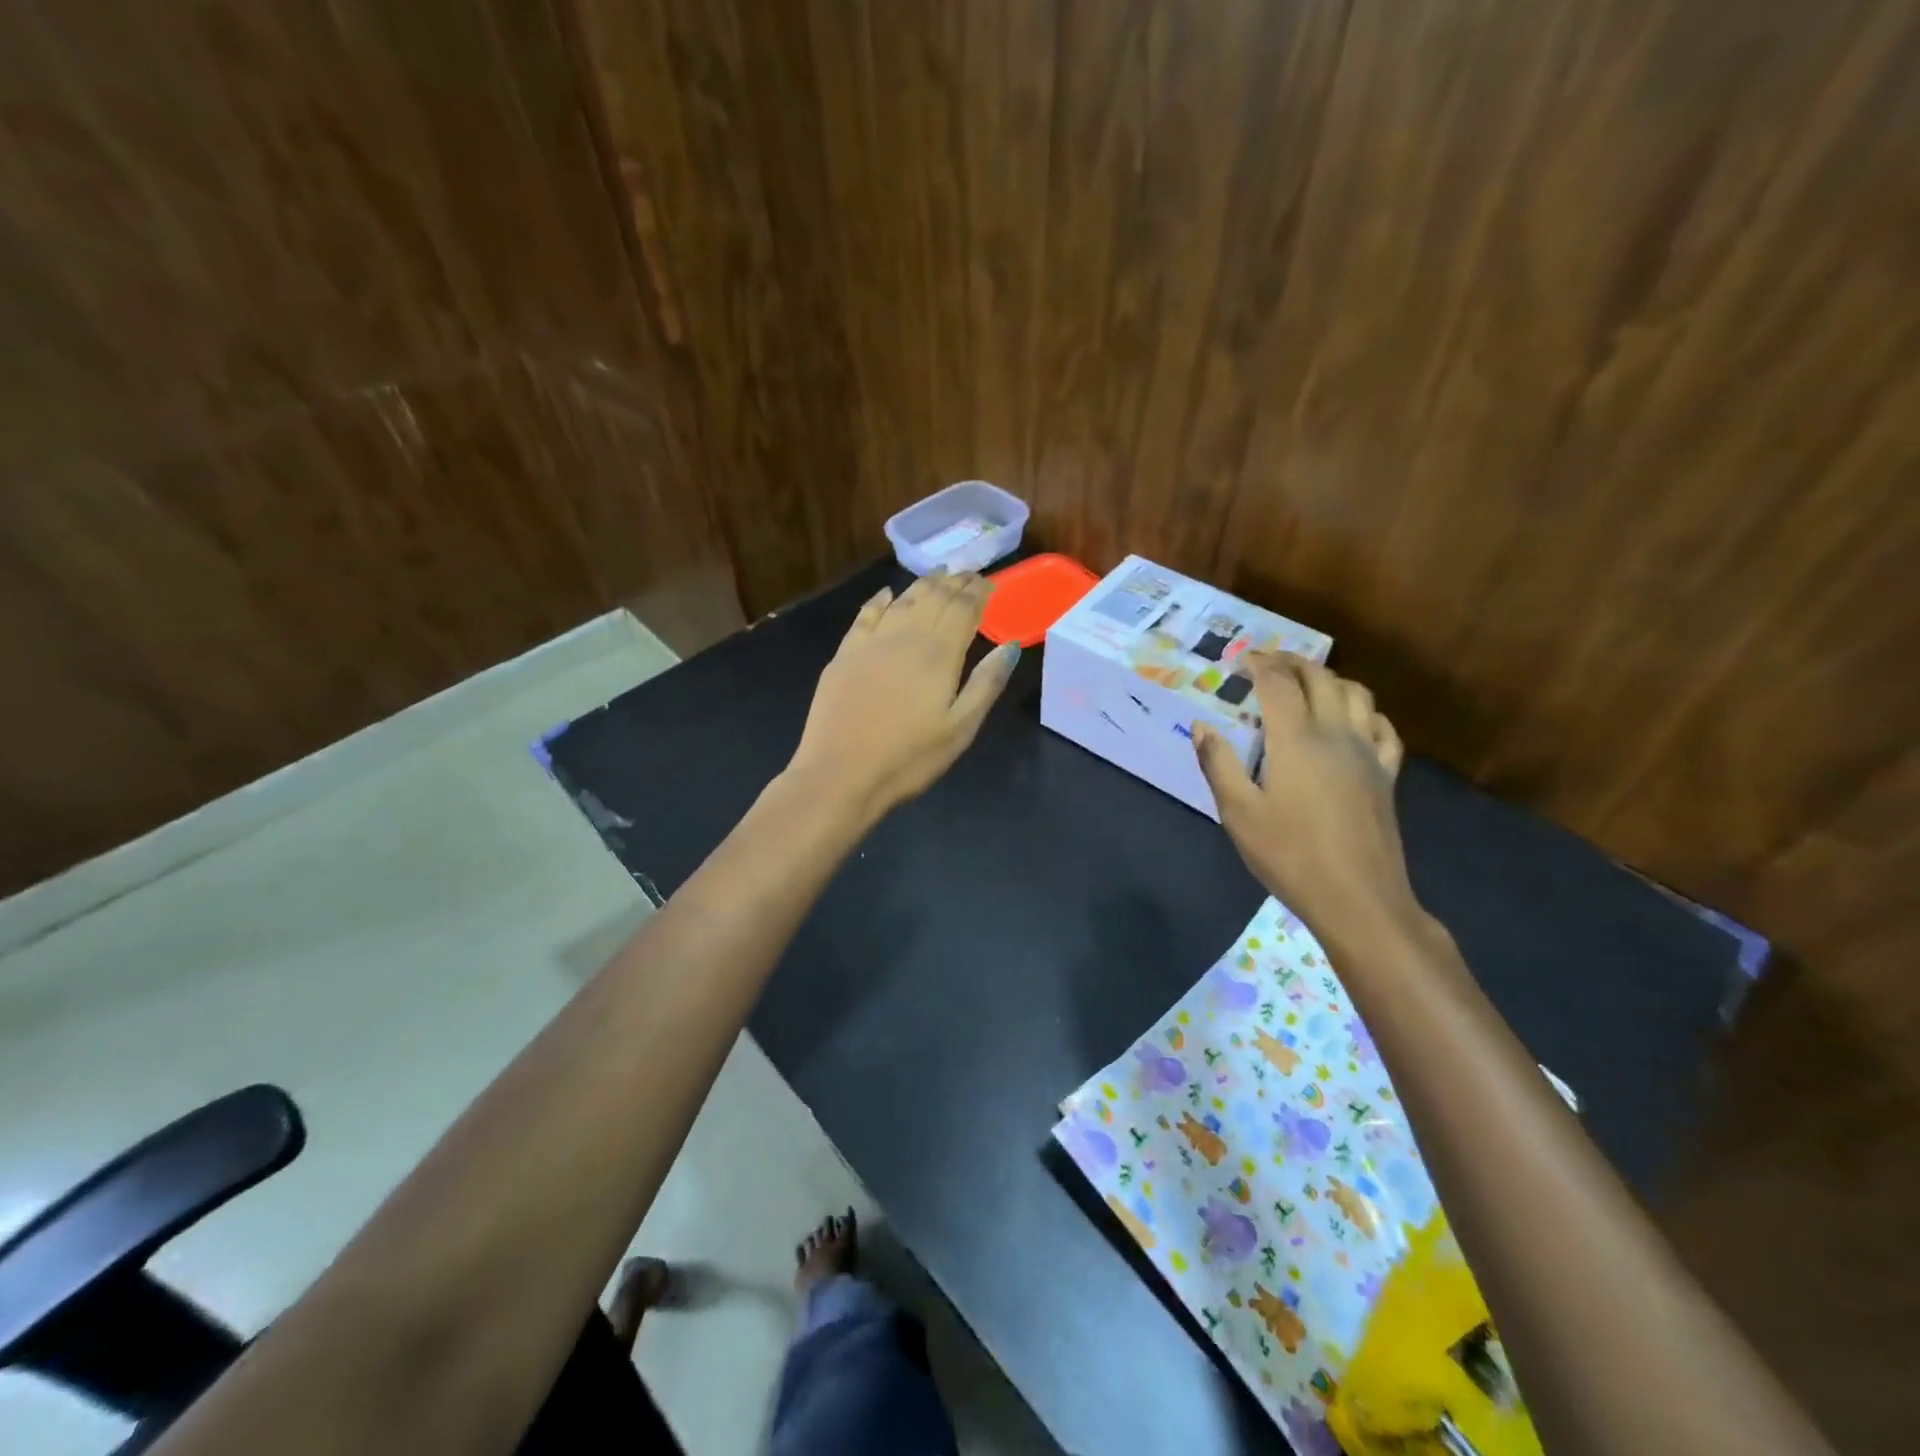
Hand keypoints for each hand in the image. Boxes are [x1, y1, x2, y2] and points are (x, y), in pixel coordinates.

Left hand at [787, 570, 1019, 817]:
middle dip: (953, 582)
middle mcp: (905, 637)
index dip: (978, 592)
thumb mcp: (960, 729)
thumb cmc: (909, 758)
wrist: (840, 774)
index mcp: (938, 655)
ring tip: (937, 575)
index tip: (989, 582)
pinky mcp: (844, 656)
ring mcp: (870, 643)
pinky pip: (865, 615)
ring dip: (922, 584)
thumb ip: (986, 684)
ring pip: (901, 601)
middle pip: (933, 598)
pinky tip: (886, 594)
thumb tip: (1010, 646)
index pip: (963, 609)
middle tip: (967, 573)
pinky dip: (879, 600)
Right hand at [1193, 653, 1417, 943]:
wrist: (1357, 898)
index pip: (1278, 684)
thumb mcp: (1238, 813)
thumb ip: (1218, 764)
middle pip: (1320, 678)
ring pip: (1356, 694)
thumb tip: (1202, 726)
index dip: (1259, 664)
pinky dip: (1365, 711)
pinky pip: (1383, 727)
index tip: (1242, 659)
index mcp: (1296, 739)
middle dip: (1293, 662)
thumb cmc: (1289, 855)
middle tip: (1269, 663)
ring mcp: (1367, 753)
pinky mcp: (1387, 775)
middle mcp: (1336, 734)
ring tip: (1307, 684)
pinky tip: (1353, 721)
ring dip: (1330, 679)